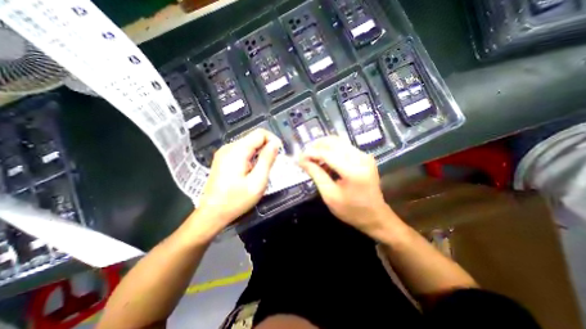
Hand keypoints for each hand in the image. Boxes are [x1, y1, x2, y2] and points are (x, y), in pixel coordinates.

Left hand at [194, 127, 280, 233]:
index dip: (273, 140)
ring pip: (249, 145)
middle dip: (267, 148)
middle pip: (254, 138)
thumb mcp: (257, 182)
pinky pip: (242, 152)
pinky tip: (251, 171)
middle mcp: (229, 147)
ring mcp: (224, 152)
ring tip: (262, 170)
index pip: (260, 133)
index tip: (279, 154)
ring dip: (259, 154)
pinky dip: (251, 157)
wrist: (212, 213)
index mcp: (237, 151)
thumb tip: (275, 144)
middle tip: (272, 165)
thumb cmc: (236, 200)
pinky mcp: (223, 159)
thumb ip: (267, 160)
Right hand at [298, 135, 397, 237]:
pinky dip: (332, 150)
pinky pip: (344, 147)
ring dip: (323, 147)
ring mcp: (365, 156)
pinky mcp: (365, 156)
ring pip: (339, 142)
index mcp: (353, 171)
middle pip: (333, 142)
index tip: (299, 157)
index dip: (311, 153)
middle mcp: (361, 158)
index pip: (327, 154)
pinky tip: (325, 160)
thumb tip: (302, 160)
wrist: (375, 216)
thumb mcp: (329, 195)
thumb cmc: (351, 210)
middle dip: (316, 146)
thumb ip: (316, 174)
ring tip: (314, 159)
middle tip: (305, 157)